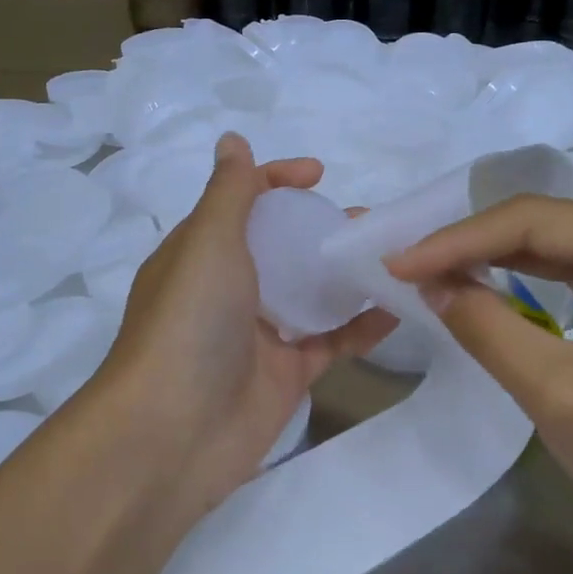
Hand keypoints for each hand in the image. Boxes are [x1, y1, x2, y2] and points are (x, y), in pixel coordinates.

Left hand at [96, 133, 395, 517]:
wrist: (174, 433)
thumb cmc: (189, 322)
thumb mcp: (208, 243)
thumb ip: (229, 193)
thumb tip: (233, 140)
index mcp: (200, 253)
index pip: (241, 203)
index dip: (276, 182)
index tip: (319, 176)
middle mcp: (227, 290)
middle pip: (280, 247)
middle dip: (319, 228)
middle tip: (366, 221)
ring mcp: (259, 335)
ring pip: (309, 293)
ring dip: (345, 272)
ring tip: (391, 254)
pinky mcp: (287, 375)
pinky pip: (331, 340)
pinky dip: (362, 324)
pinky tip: (398, 307)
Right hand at [387, 198, 572, 558]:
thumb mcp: (561, 392)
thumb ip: (487, 327)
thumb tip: (431, 284)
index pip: (532, 220)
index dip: (455, 241)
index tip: (395, 266)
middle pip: (545, 226)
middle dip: (471, 245)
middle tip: (406, 267)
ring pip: (556, 251)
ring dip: (493, 261)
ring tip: (432, 274)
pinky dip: (524, 286)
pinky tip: (486, 290)